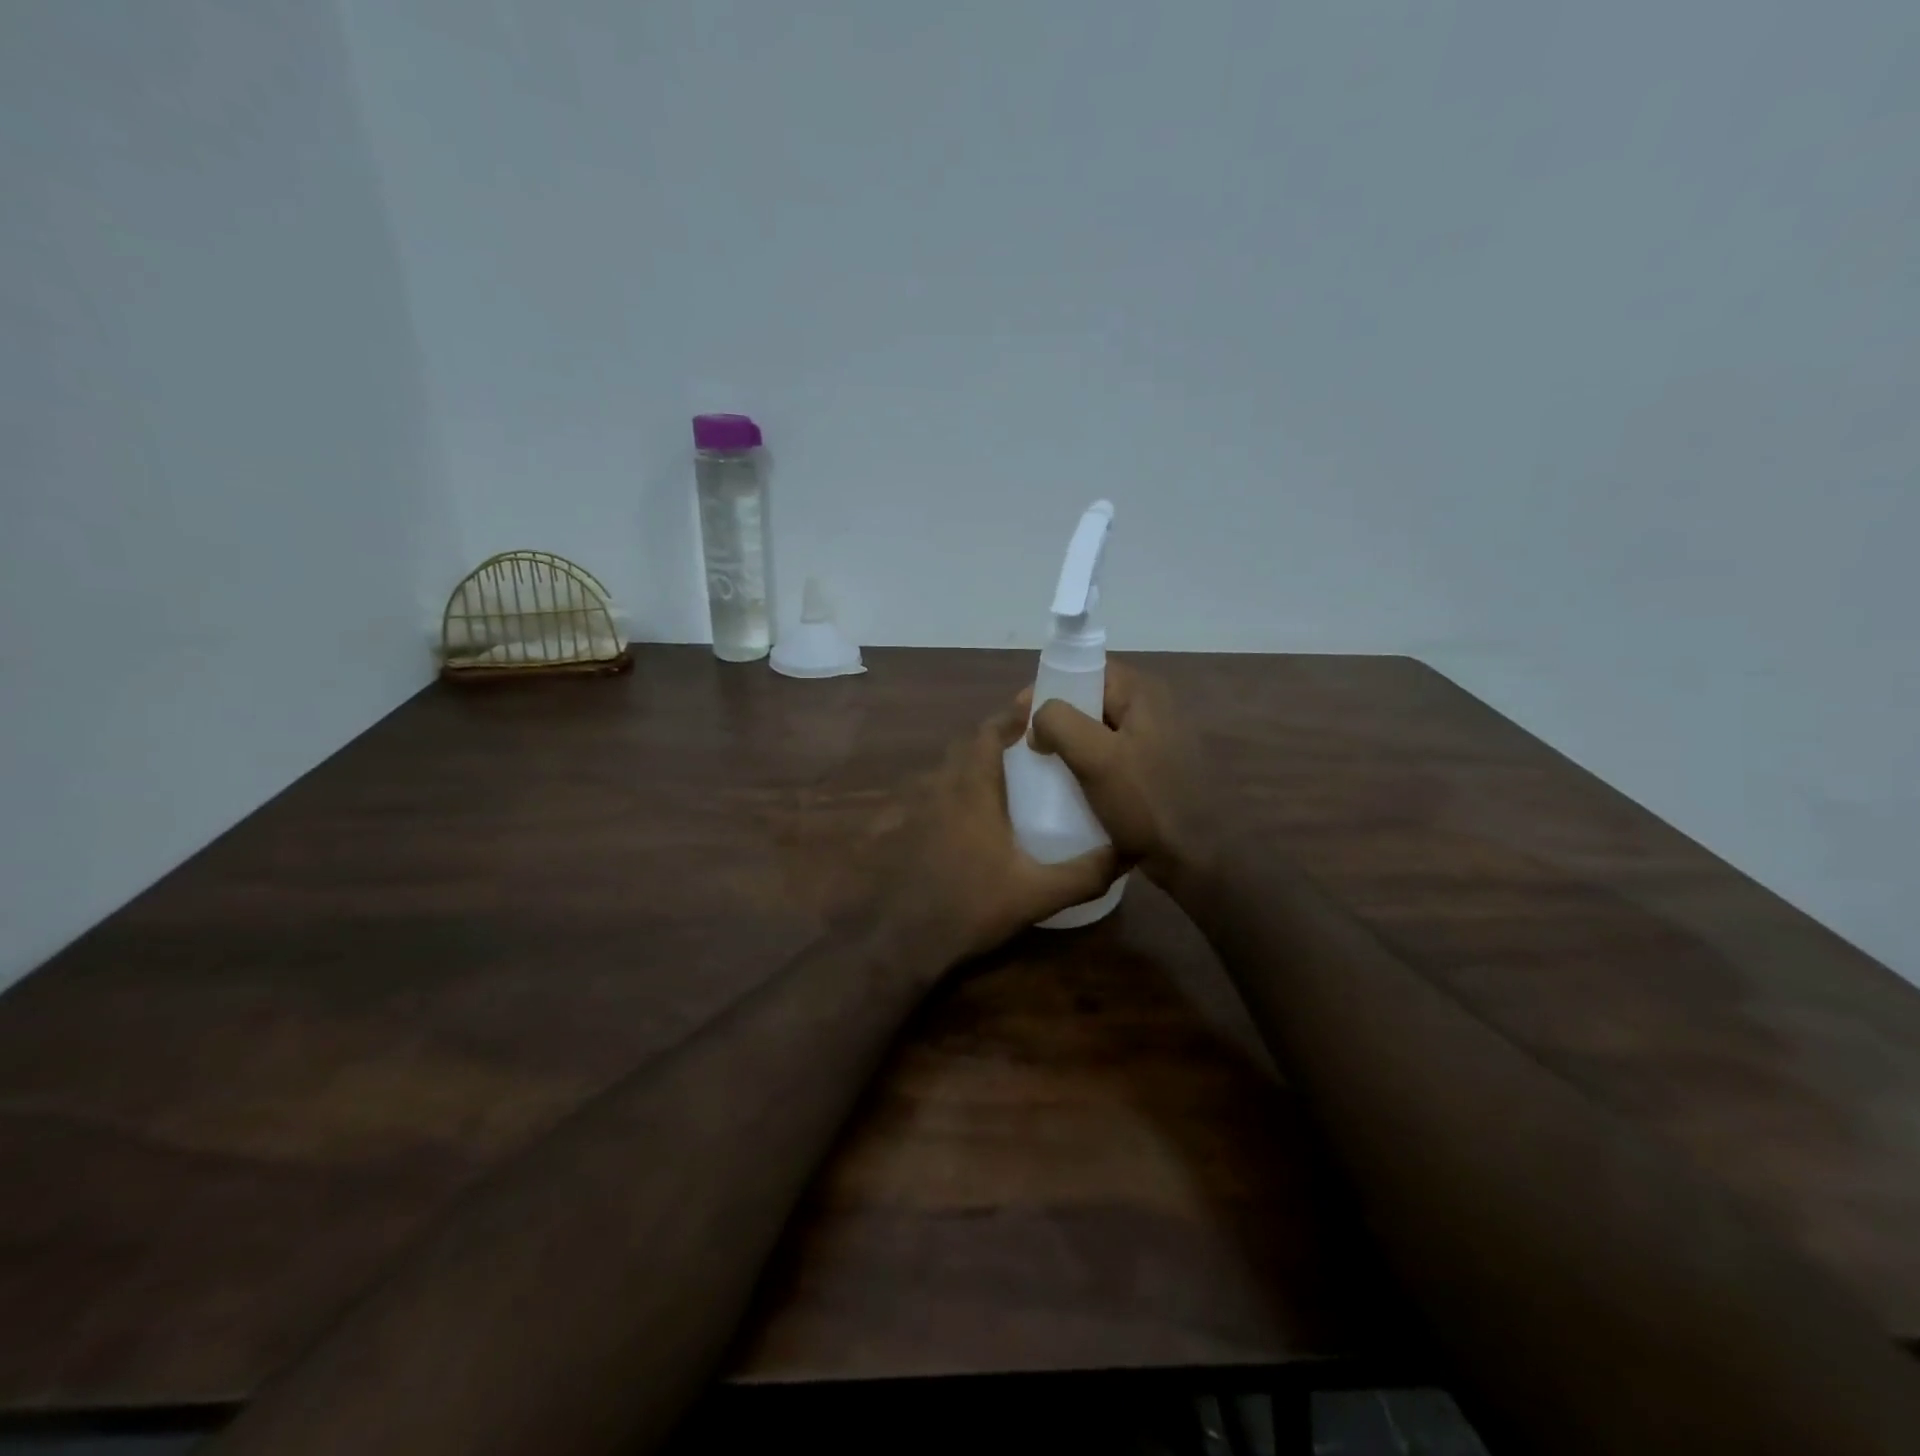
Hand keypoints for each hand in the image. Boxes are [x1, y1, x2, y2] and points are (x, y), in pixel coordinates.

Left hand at [867, 693, 1119, 961]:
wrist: (904, 940)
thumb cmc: (971, 907)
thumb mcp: (1037, 894)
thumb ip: (1084, 874)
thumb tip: (1127, 854)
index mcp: (972, 790)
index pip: (987, 732)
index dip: (1009, 716)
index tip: (1034, 712)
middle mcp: (939, 787)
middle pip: (964, 746)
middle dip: (993, 740)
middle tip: (1025, 750)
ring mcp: (914, 808)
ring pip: (944, 771)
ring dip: (969, 766)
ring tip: (1000, 782)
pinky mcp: (899, 829)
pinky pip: (926, 796)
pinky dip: (947, 793)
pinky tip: (963, 820)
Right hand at [1029, 660, 1221, 888]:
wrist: (1194, 859)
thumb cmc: (1145, 803)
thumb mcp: (1096, 758)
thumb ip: (1059, 722)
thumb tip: (1038, 718)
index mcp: (1144, 694)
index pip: (1088, 669)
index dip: (1051, 686)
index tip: (1022, 715)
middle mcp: (1156, 708)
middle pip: (1093, 699)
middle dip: (1058, 718)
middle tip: (1030, 744)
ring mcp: (1159, 740)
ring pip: (1101, 730)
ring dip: (1072, 744)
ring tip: (1046, 766)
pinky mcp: (1158, 769)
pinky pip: (1113, 755)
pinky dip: (1090, 764)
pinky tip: (1072, 786)